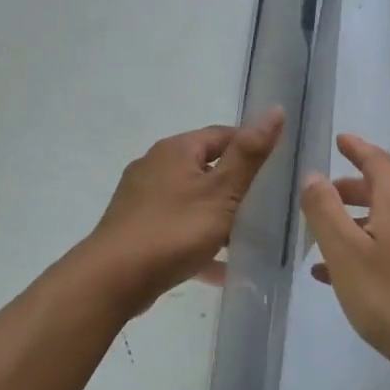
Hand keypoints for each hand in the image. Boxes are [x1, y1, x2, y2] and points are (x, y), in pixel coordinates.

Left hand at [82, 109, 284, 314]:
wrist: (113, 279)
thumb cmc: (173, 230)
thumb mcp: (221, 192)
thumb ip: (249, 154)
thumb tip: (276, 110)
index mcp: (176, 150)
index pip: (222, 135)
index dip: (250, 148)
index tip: (275, 171)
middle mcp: (155, 166)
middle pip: (205, 168)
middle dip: (235, 187)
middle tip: (265, 207)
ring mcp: (142, 199)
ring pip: (191, 201)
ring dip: (218, 217)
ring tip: (246, 239)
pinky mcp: (136, 229)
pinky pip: (177, 229)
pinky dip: (198, 242)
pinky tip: (219, 268)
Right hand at [300, 133, 389, 378]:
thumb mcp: (345, 252)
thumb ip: (325, 211)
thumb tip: (314, 176)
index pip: (377, 161)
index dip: (356, 148)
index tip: (339, 139)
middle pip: (383, 190)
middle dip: (351, 189)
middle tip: (322, 195)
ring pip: (387, 220)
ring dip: (356, 222)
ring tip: (323, 238)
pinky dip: (368, 247)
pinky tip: (341, 274)